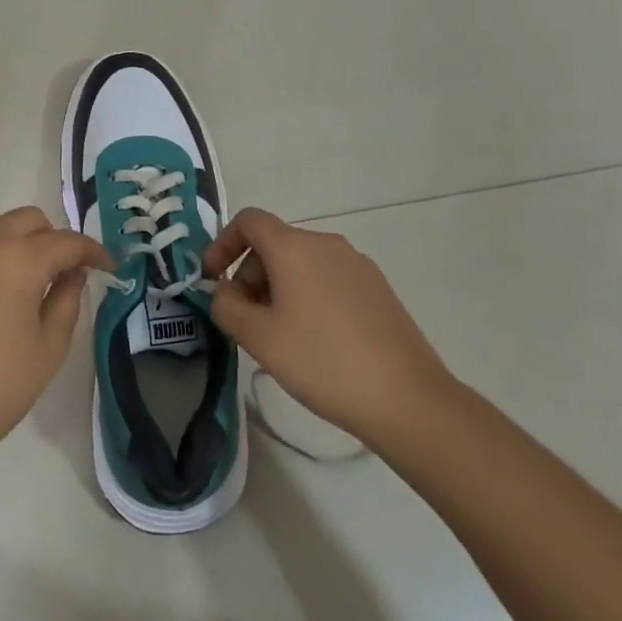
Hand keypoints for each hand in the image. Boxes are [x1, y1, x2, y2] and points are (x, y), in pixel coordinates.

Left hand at [0, 191, 111, 468]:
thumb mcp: (48, 350)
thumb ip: (67, 301)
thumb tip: (73, 272)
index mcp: (23, 261)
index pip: (68, 243)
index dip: (93, 252)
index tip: (108, 267)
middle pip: (29, 221)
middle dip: (52, 240)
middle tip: (61, 271)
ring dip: (9, 232)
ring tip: (16, 259)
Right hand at [203, 208, 453, 447]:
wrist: (408, 399)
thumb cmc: (323, 362)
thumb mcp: (259, 338)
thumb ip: (226, 306)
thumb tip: (224, 291)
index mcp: (294, 247)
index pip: (249, 221)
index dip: (223, 244)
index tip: (213, 280)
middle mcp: (326, 244)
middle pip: (274, 244)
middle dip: (250, 276)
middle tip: (246, 322)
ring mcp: (357, 264)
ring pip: (302, 264)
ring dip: (278, 289)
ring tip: (279, 338)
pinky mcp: (378, 288)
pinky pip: (328, 279)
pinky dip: (308, 297)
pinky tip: (315, 342)